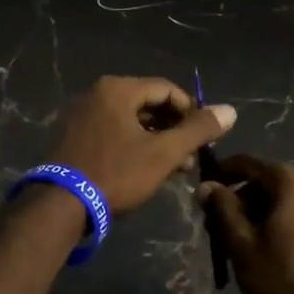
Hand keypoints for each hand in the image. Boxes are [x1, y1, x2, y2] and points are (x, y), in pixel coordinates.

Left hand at [50, 76, 235, 214]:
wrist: (62, 204)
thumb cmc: (117, 173)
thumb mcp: (164, 153)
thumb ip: (198, 130)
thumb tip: (230, 110)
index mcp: (118, 89)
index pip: (167, 89)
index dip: (191, 112)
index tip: (204, 138)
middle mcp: (97, 93)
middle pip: (148, 103)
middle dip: (173, 129)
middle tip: (190, 158)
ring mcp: (81, 114)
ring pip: (130, 120)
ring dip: (155, 140)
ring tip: (173, 168)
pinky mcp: (72, 135)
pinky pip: (111, 130)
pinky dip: (132, 144)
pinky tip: (144, 168)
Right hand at [197, 155, 293, 293]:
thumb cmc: (282, 281)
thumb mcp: (242, 245)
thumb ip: (222, 209)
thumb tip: (206, 186)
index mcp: (293, 183)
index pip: (249, 164)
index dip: (222, 173)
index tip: (204, 191)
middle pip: (269, 183)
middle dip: (241, 200)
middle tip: (219, 227)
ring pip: (287, 202)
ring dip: (262, 215)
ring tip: (243, 244)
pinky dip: (283, 225)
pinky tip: (272, 253)